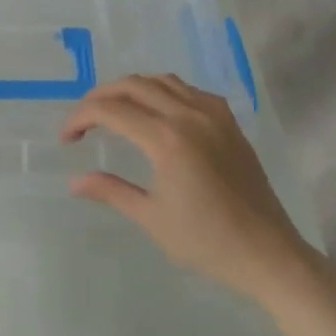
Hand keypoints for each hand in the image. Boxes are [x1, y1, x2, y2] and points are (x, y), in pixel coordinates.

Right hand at [61, 75, 311, 294]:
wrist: (269, 254)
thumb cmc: (206, 242)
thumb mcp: (151, 218)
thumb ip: (111, 191)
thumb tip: (75, 182)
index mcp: (167, 140)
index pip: (110, 111)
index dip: (80, 118)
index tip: (67, 139)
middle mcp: (189, 117)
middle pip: (133, 85)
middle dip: (100, 96)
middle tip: (84, 121)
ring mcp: (214, 116)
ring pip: (163, 81)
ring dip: (132, 89)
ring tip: (115, 111)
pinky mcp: (230, 124)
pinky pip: (191, 91)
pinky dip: (165, 92)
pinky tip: (159, 114)